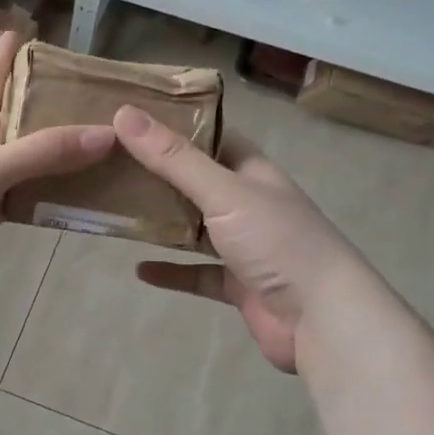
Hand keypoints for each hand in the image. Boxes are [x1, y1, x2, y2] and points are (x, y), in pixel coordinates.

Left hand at [0, 30, 115, 309]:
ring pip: (13, 161)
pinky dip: (35, 197)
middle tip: (85, 100)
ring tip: (89, 148)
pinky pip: (10, 199)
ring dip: (44, 156)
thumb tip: (107, 134)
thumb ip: (44, 153)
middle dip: (40, 107)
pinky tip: (64, 199)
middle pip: (7, 118)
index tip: (25, 31)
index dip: (5, 53)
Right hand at [113, 106, 357, 372]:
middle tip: (110, 163)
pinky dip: (170, 271)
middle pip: (197, 182)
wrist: (323, 320)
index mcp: (253, 172)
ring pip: (195, 228)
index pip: (213, 137)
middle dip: (159, 174)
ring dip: (162, 222)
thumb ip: (173, 158)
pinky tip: (139, 269)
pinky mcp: (237, 285)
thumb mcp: (223, 193)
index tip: (132, 119)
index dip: (177, 126)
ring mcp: (244, 246)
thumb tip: (123, 113)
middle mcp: (249, 204)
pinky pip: (196, 273)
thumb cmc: (277, 242)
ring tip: (117, 210)